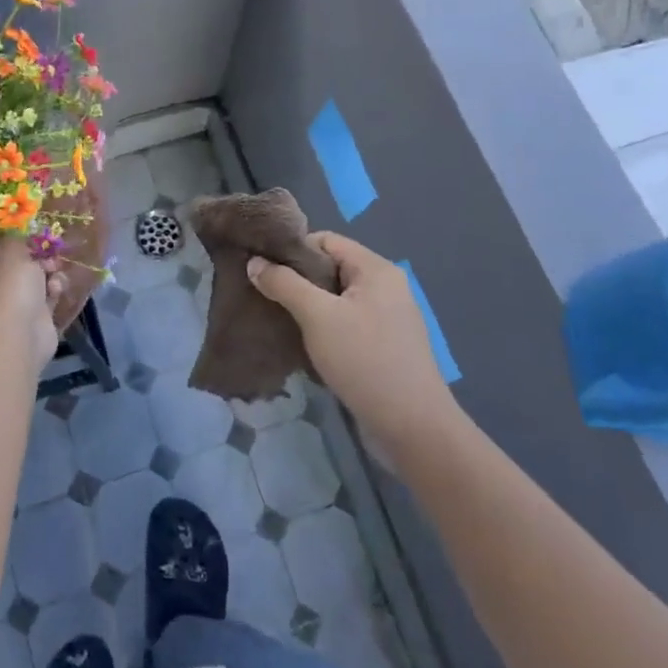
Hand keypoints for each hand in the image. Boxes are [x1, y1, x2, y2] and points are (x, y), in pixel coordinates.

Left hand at [0, 236, 63, 370]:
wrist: (21, 332)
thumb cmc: (11, 284)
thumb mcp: (13, 249)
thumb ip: (15, 237)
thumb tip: (14, 232)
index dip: (15, 243)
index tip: (32, 238)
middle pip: (17, 267)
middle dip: (37, 259)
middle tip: (48, 254)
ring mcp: (11, 306)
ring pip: (34, 283)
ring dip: (48, 274)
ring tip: (55, 272)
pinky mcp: (32, 321)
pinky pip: (46, 299)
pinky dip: (53, 292)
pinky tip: (57, 290)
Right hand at [248, 232, 461, 450]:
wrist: (412, 427)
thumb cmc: (364, 360)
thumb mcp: (317, 316)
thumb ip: (284, 284)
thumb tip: (254, 262)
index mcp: (376, 269)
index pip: (326, 240)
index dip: (293, 250)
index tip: (263, 267)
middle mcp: (385, 286)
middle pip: (331, 267)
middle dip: (297, 278)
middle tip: (264, 293)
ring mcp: (387, 317)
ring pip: (336, 297)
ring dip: (307, 305)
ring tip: (277, 317)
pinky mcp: (384, 344)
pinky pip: (346, 321)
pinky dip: (323, 326)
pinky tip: (301, 342)